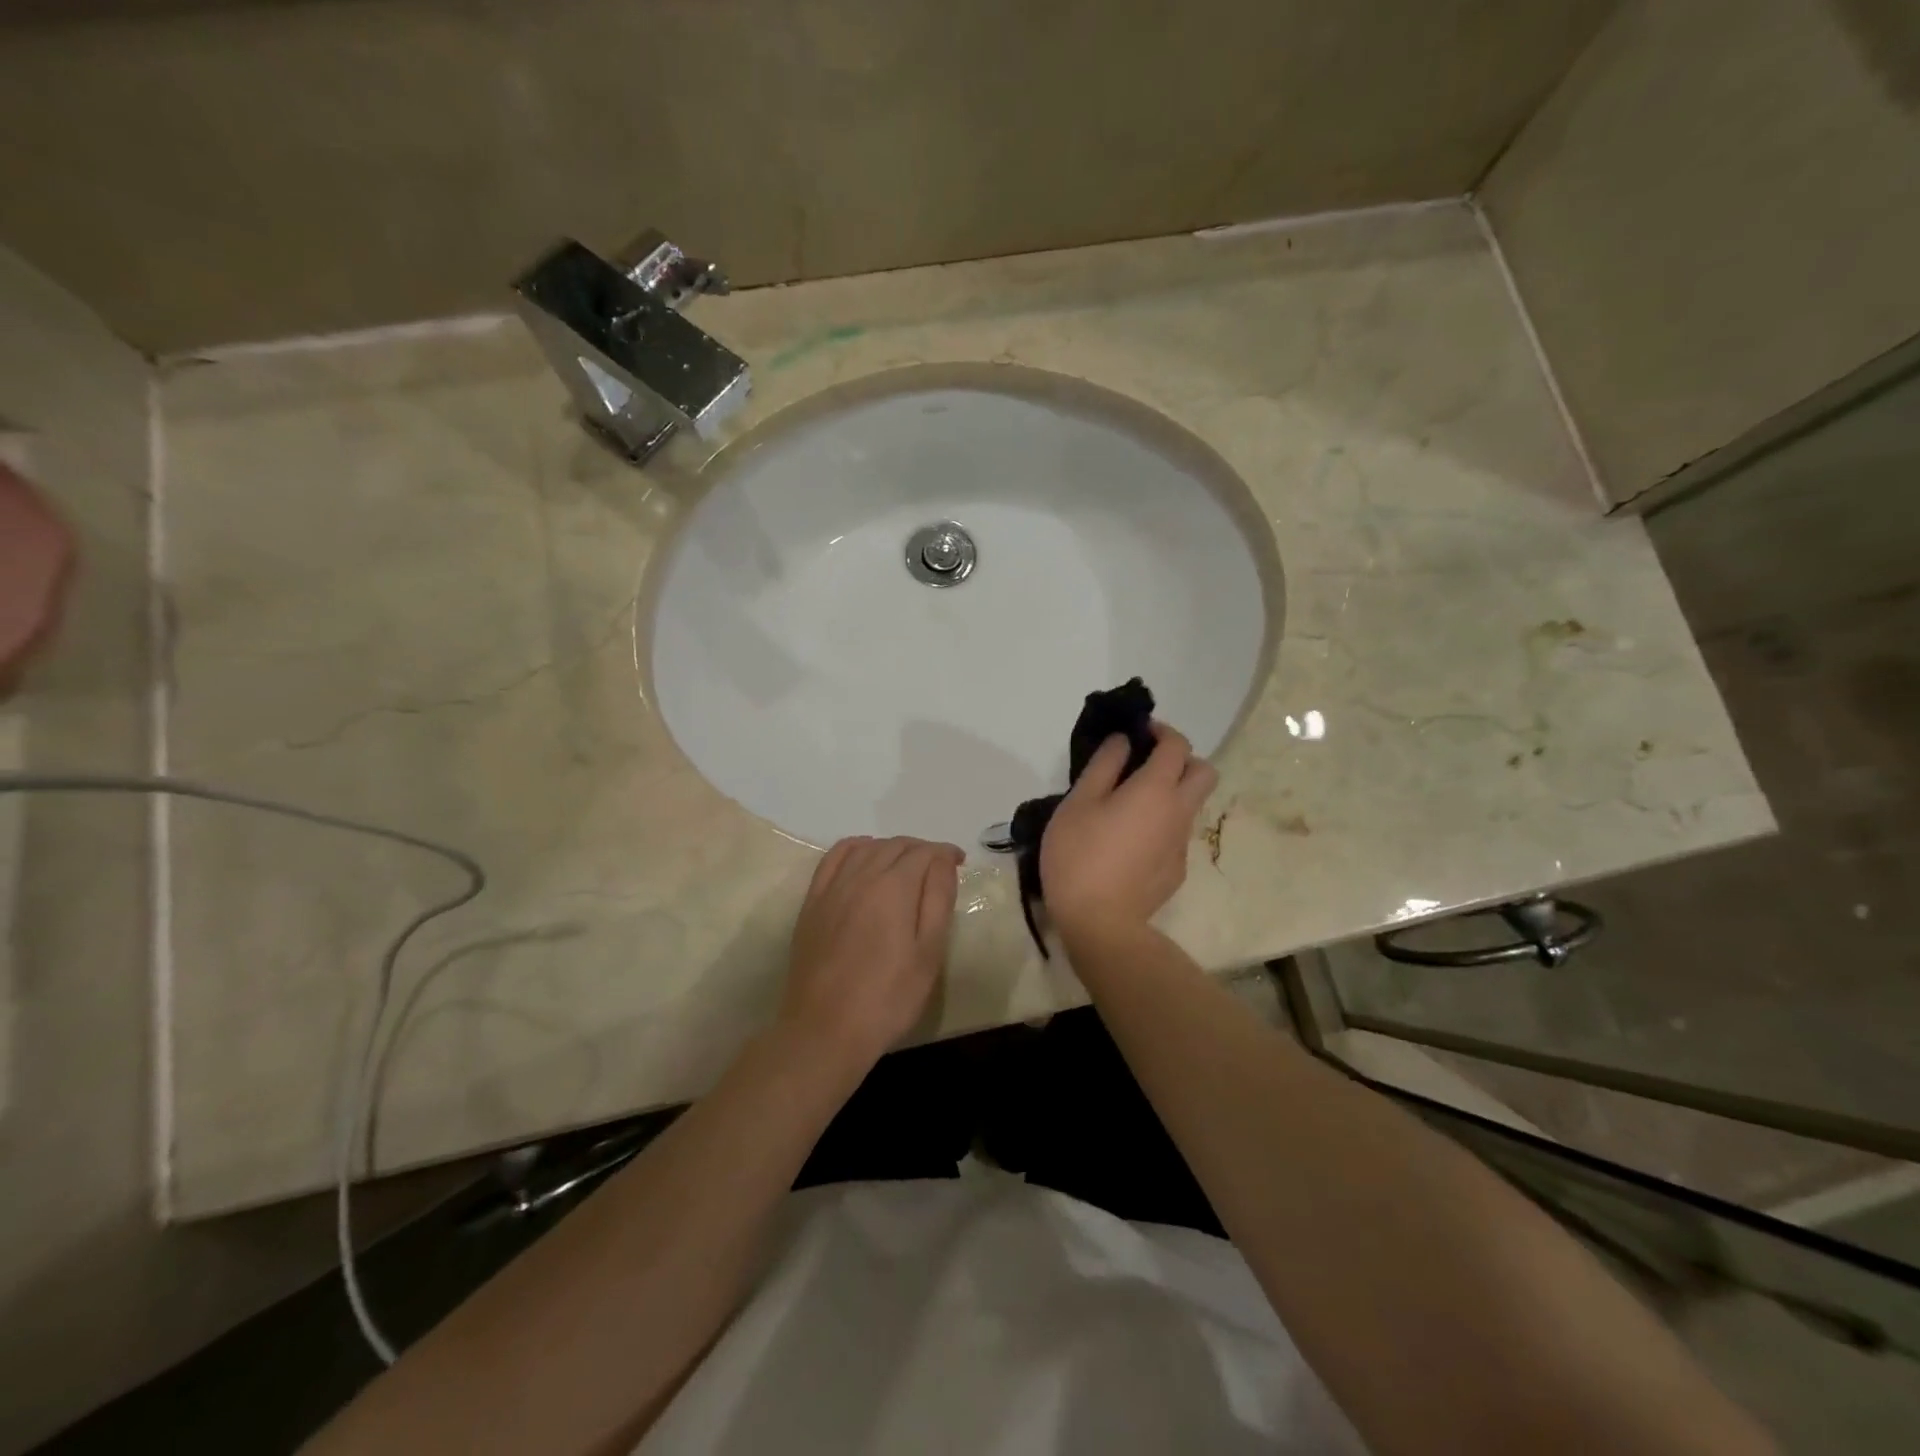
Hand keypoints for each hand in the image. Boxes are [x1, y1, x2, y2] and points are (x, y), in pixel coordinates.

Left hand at [779, 836, 963, 1076]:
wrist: (825, 1030)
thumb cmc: (888, 997)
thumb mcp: (928, 953)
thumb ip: (938, 899)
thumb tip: (943, 860)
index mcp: (894, 888)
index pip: (924, 853)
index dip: (945, 853)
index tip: (960, 862)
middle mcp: (861, 876)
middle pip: (895, 845)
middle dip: (921, 849)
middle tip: (938, 868)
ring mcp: (832, 887)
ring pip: (866, 847)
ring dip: (891, 848)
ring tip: (906, 864)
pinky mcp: (812, 902)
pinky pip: (834, 858)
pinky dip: (855, 848)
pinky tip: (864, 857)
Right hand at [1041, 724, 1216, 940]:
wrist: (1101, 923)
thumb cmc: (1081, 855)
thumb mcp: (1079, 803)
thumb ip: (1104, 765)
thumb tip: (1123, 741)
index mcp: (1156, 789)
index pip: (1178, 745)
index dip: (1162, 731)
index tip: (1139, 732)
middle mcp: (1179, 812)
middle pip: (1204, 772)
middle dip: (1182, 759)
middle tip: (1147, 765)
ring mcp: (1182, 844)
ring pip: (1191, 805)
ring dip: (1171, 793)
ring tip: (1130, 806)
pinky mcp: (1177, 871)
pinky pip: (1176, 834)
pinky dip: (1161, 825)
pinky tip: (1129, 842)